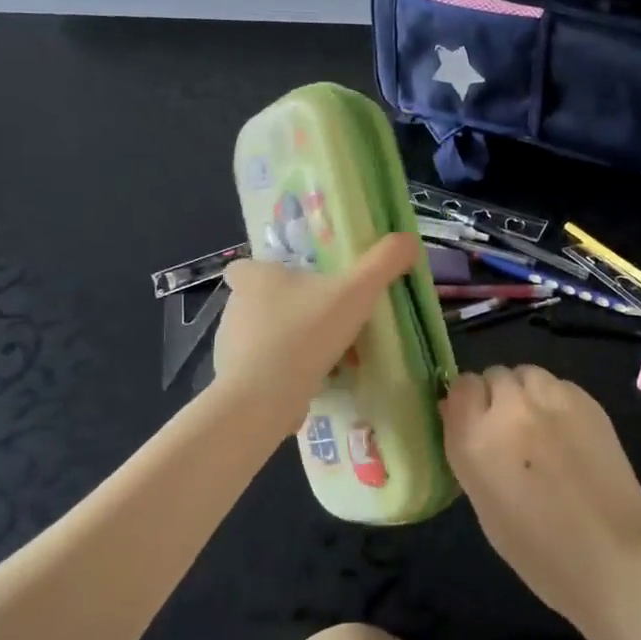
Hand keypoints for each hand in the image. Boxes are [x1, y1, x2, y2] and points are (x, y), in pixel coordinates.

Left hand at [212, 233, 419, 423]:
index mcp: (253, 278)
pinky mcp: (236, 382)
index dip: (266, 273)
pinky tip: (315, 383)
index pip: (245, 267)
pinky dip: (286, 375)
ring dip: (292, 344)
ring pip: (266, 338)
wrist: (263, 399)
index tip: (294, 283)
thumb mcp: (355, 291)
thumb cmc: (304, 333)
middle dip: (291, 310)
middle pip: (262, 302)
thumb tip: (409, 240)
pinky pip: (265, 371)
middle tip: (327, 319)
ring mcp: (230, 348)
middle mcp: (235, 308)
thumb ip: (384, 262)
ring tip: (329, 356)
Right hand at [441, 365, 640, 637]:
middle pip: (494, 375)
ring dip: (526, 393)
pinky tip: (569, 433)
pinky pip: (559, 384)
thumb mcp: (483, 503)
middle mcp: (509, 408)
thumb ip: (468, 450)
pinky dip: (556, 400)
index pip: (460, 387)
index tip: (476, 422)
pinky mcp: (587, 400)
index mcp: (475, 439)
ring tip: (541, 426)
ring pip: (527, 373)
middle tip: (511, 431)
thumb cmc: (538, 551)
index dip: (467, 402)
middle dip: (497, 397)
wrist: (613, 558)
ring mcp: (551, 399)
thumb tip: (456, 413)